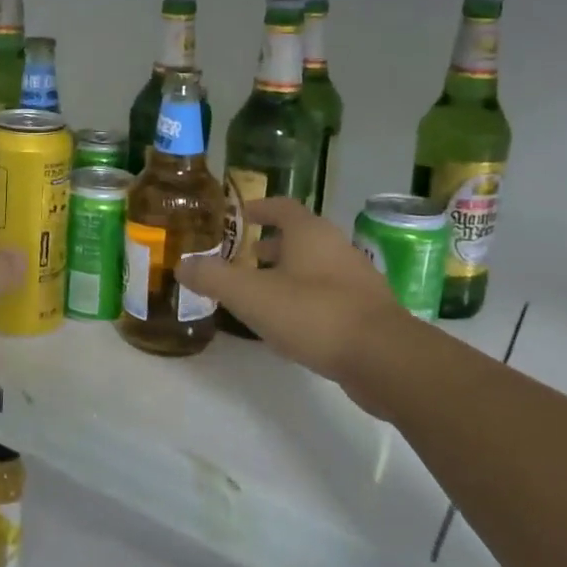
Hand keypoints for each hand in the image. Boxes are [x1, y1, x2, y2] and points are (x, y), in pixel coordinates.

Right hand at [176, 196, 406, 385]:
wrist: (383, 358)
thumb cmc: (313, 314)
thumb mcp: (251, 296)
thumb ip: (213, 278)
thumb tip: (182, 264)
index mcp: (309, 233)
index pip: (281, 207)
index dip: (257, 209)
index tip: (237, 216)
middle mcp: (336, 247)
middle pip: (298, 237)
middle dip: (268, 246)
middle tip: (240, 259)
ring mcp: (356, 279)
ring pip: (313, 267)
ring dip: (286, 274)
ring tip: (259, 294)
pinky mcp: (366, 311)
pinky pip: (327, 294)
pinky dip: (304, 299)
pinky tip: (289, 324)